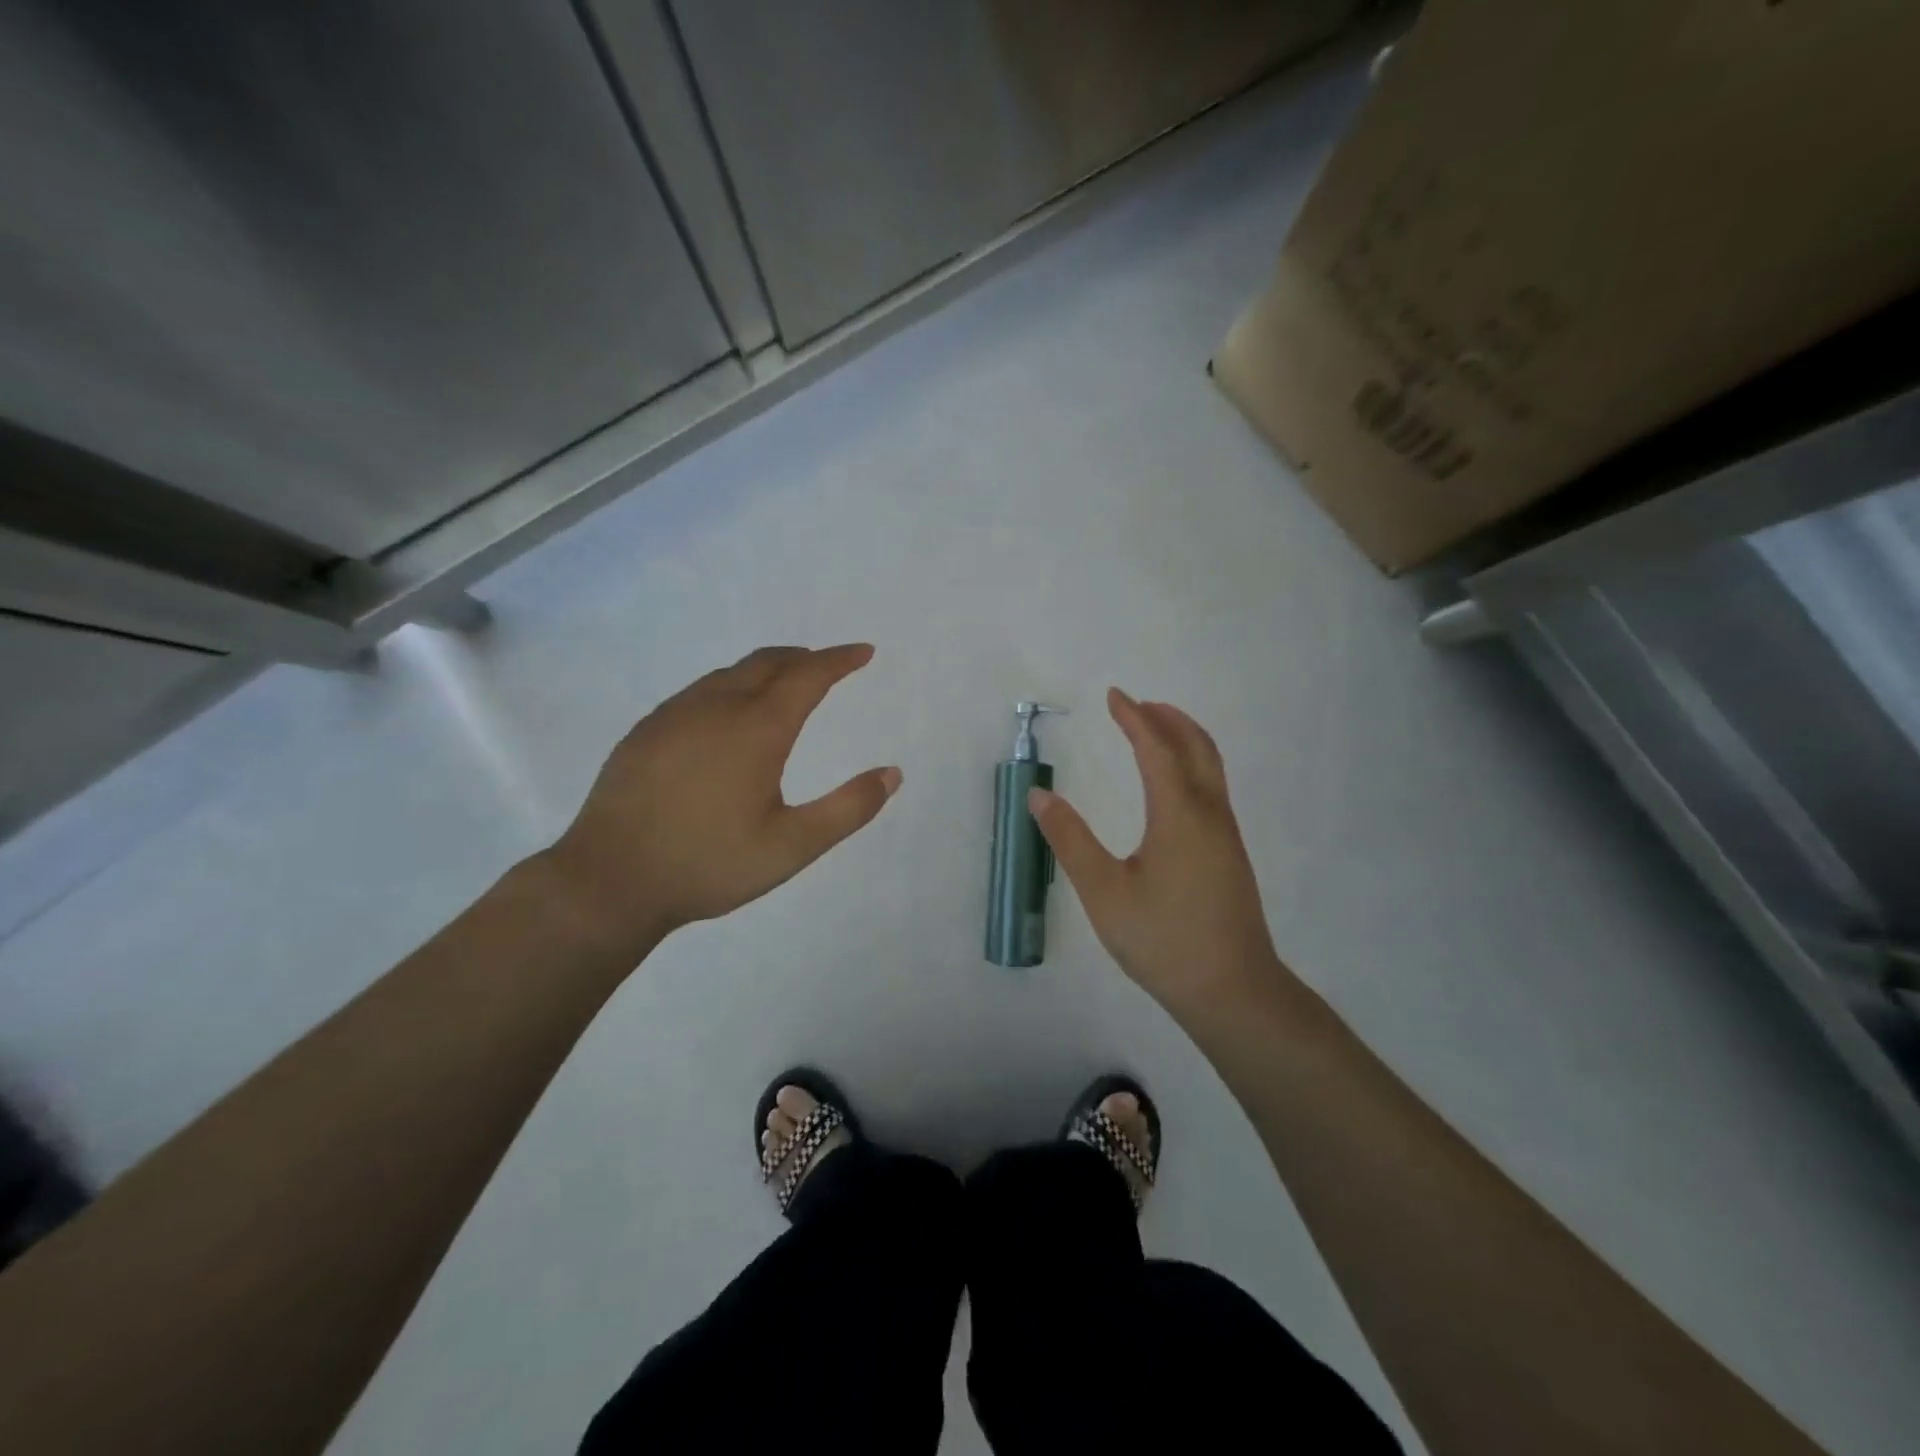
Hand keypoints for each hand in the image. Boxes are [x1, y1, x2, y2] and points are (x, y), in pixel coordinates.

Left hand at [544, 644, 899, 955]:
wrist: (609, 880)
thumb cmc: (709, 864)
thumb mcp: (792, 847)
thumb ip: (848, 809)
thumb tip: (892, 774)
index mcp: (757, 729)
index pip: (808, 677)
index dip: (840, 660)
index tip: (863, 652)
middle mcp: (715, 708)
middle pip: (766, 663)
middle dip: (803, 658)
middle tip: (827, 664)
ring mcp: (674, 716)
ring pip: (729, 674)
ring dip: (765, 669)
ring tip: (783, 683)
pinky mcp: (645, 731)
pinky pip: (698, 691)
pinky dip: (729, 686)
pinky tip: (726, 714)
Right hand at [1030, 689, 1290, 1019]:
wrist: (1232, 991)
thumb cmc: (1163, 940)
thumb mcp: (1103, 892)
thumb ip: (1069, 840)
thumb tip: (1039, 796)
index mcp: (1179, 815)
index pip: (1156, 749)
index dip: (1134, 718)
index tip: (1114, 696)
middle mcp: (1209, 814)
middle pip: (1196, 747)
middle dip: (1168, 718)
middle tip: (1138, 705)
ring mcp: (1226, 835)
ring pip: (1210, 767)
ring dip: (1184, 739)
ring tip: (1155, 732)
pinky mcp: (1230, 854)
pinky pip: (1212, 788)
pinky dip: (1192, 765)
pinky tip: (1173, 786)